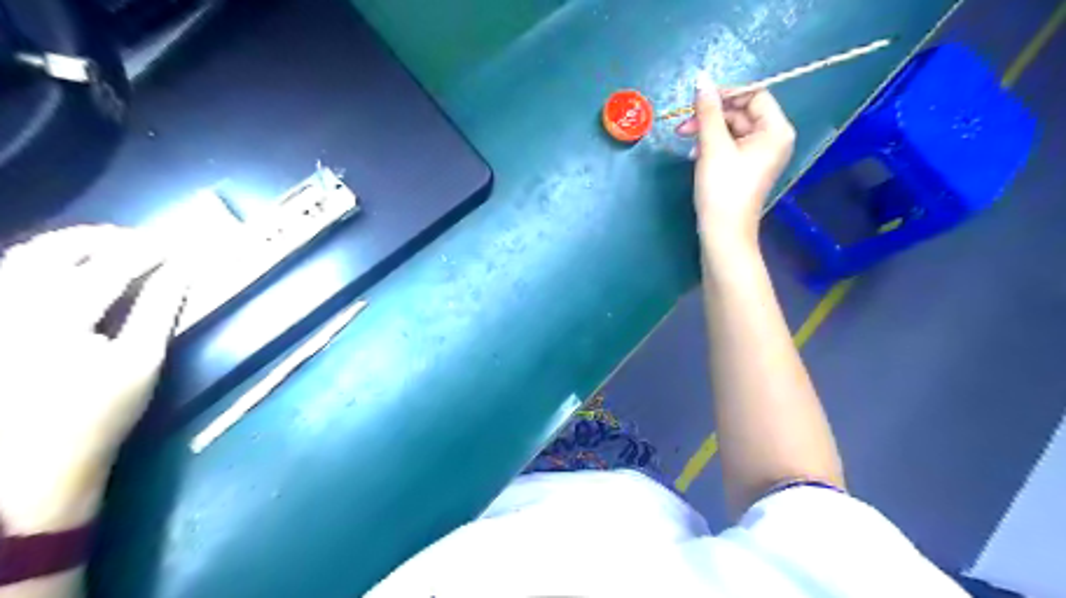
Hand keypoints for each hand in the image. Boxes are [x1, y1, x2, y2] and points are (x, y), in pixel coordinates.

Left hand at [1, 225, 187, 532]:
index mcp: (60, 318)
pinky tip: (63, 265)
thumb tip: (182, 269)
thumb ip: (160, 307)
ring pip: (22, 256)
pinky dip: (37, 260)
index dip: (147, 251)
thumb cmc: (99, 415)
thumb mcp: (142, 361)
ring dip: (68, 244)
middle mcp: (14, 307)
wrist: (31, 464)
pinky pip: (6, 276)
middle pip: (56, 251)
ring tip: (105, 245)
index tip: (176, 245)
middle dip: (102, 238)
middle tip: (140, 240)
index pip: (111, 266)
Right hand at [679, 73, 794, 249]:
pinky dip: (713, 145)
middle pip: (742, 112)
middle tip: (683, 125)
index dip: (726, 93)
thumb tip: (701, 78)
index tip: (697, 100)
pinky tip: (695, 154)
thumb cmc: (722, 188)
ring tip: (686, 142)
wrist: (723, 233)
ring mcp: (761, 154)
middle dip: (712, 115)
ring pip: (733, 129)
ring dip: (708, 131)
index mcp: (775, 130)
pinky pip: (731, 145)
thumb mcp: (712, 146)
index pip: (754, 94)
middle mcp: (774, 138)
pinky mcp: (748, 167)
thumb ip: (707, 110)